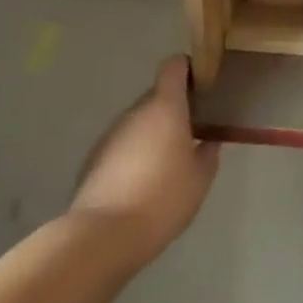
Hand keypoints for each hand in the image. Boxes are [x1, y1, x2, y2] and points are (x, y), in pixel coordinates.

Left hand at [69, 56, 219, 269]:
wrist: (104, 235)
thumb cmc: (163, 199)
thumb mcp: (200, 178)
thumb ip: (208, 153)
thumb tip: (207, 141)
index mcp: (165, 108)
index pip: (173, 67)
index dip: (188, 69)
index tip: (202, 84)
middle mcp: (135, 113)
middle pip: (157, 96)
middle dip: (175, 108)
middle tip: (194, 130)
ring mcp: (111, 134)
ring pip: (139, 121)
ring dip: (154, 131)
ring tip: (169, 161)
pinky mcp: (94, 158)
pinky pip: (123, 143)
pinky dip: (135, 152)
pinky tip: (143, 181)